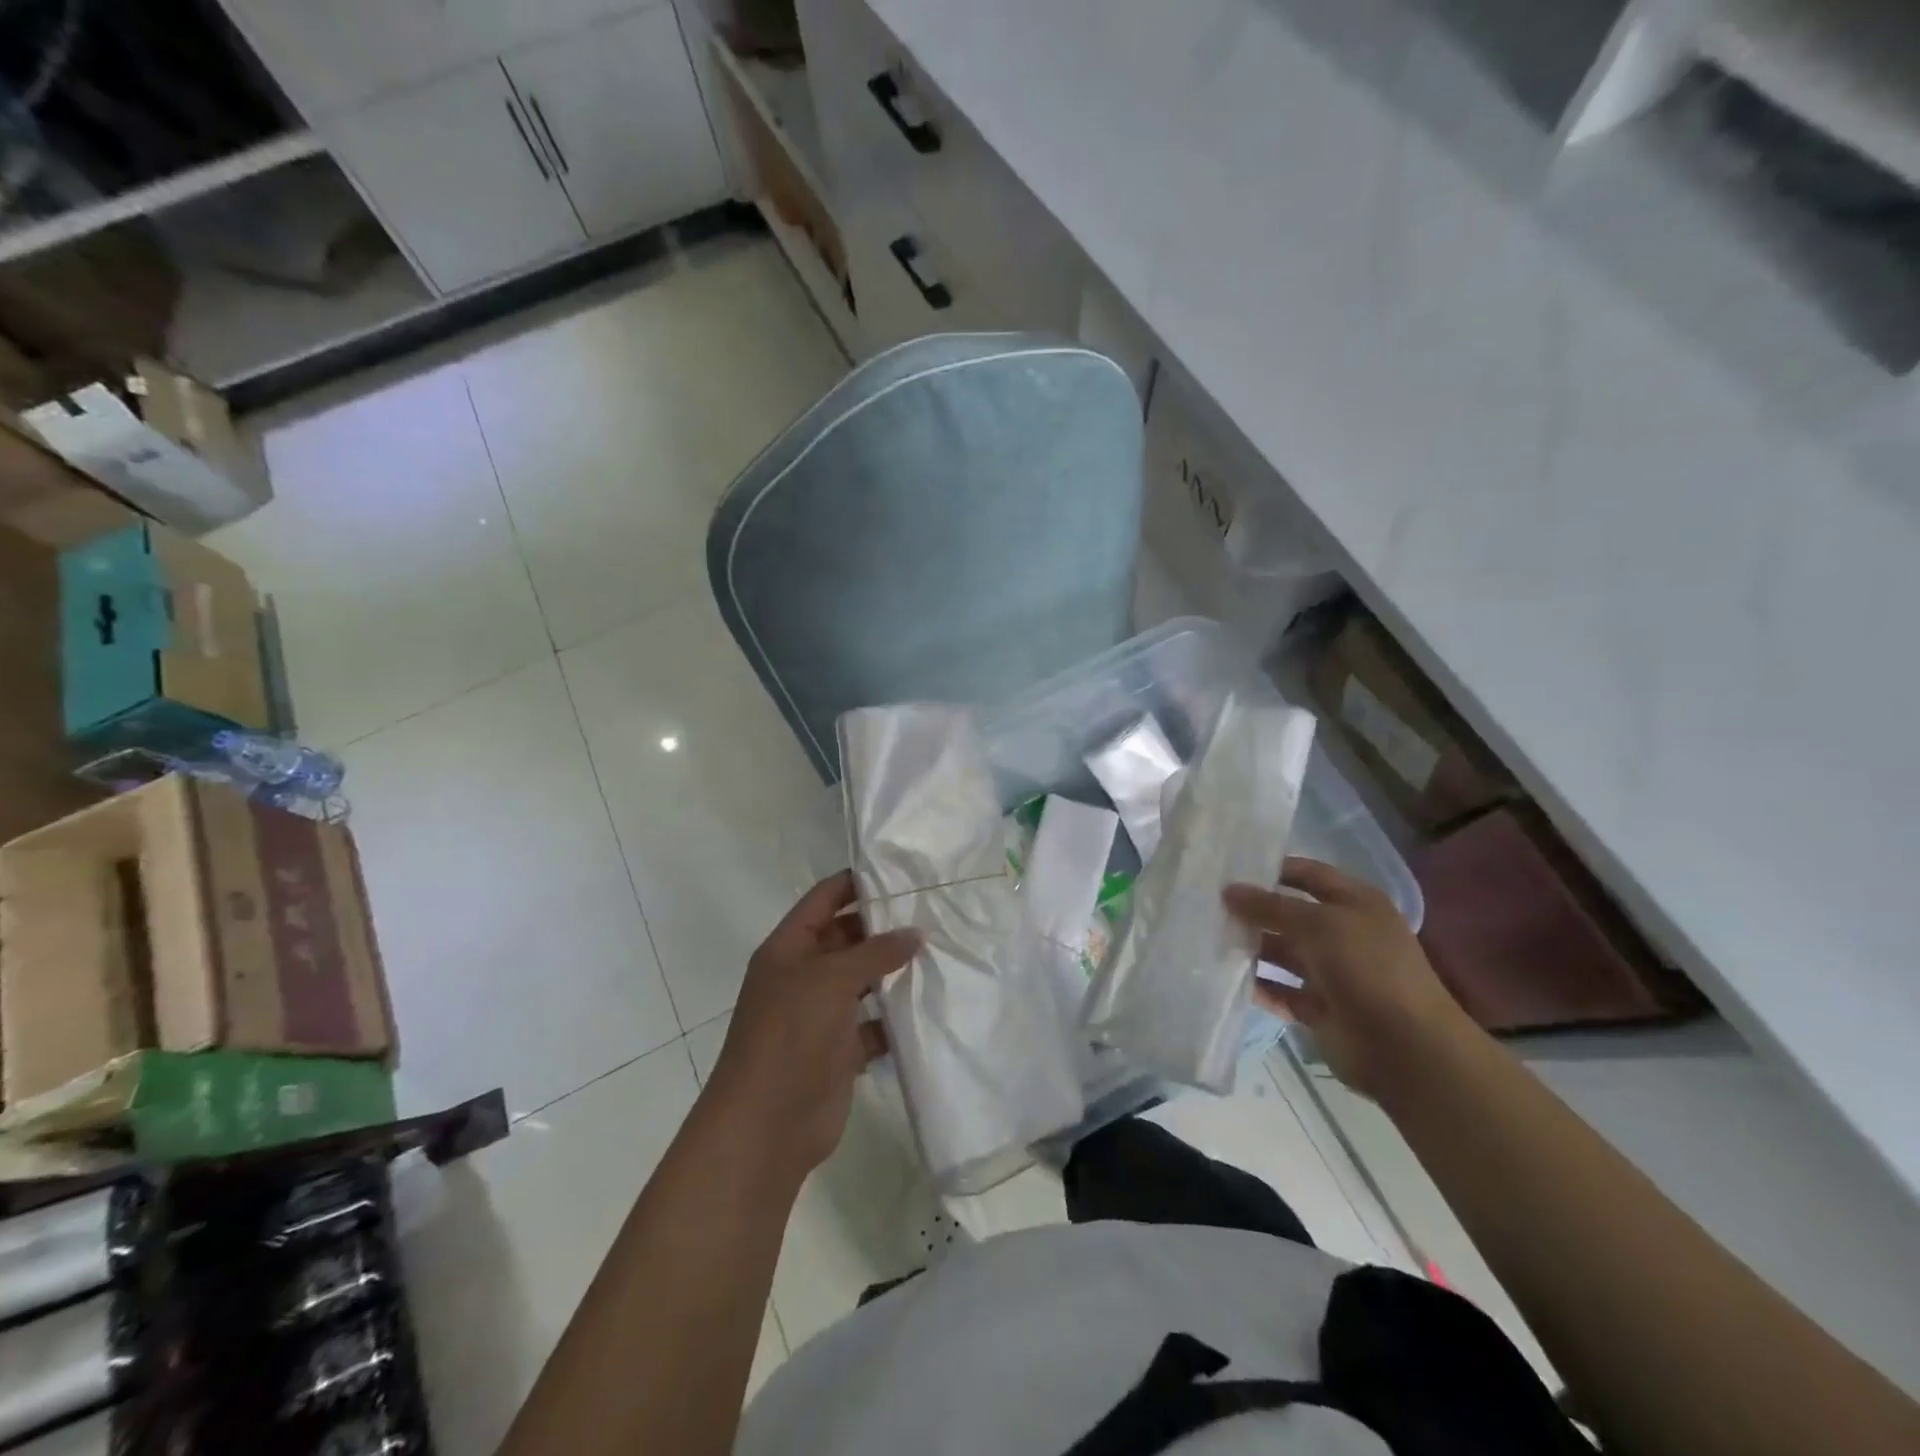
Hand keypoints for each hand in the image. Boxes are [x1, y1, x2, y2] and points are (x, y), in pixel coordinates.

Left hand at [705, 873, 919, 1183]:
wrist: (767, 1125)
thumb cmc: (790, 1035)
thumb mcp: (831, 980)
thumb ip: (874, 952)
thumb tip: (913, 933)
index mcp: (788, 949)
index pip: (823, 901)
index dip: (855, 884)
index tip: (898, 872)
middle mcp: (802, 976)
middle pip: (845, 939)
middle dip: (883, 928)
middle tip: (931, 913)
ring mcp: (820, 1015)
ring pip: (862, 981)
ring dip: (893, 972)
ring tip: (939, 952)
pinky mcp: (839, 1051)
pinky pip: (872, 1024)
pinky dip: (895, 1018)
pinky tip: (928, 1006)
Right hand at [1225, 858, 1477, 1098]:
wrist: (1405, 1048)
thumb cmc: (1366, 968)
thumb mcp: (1318, 924)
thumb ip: (1270, 906)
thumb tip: (1228, 890)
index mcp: (1356, 903)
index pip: (1309, 874)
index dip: (1274, 869)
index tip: (1230, 868)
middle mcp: (1344, 933)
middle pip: (1291, 914)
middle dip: (1254, 909)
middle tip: (1208, 903)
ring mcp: (1332, 972)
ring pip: (1282, 952)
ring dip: (1252, 947)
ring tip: (1209, 936)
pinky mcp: (1320, 1008)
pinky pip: (1281, 990)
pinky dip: (1258, 985)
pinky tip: (1224, 976)